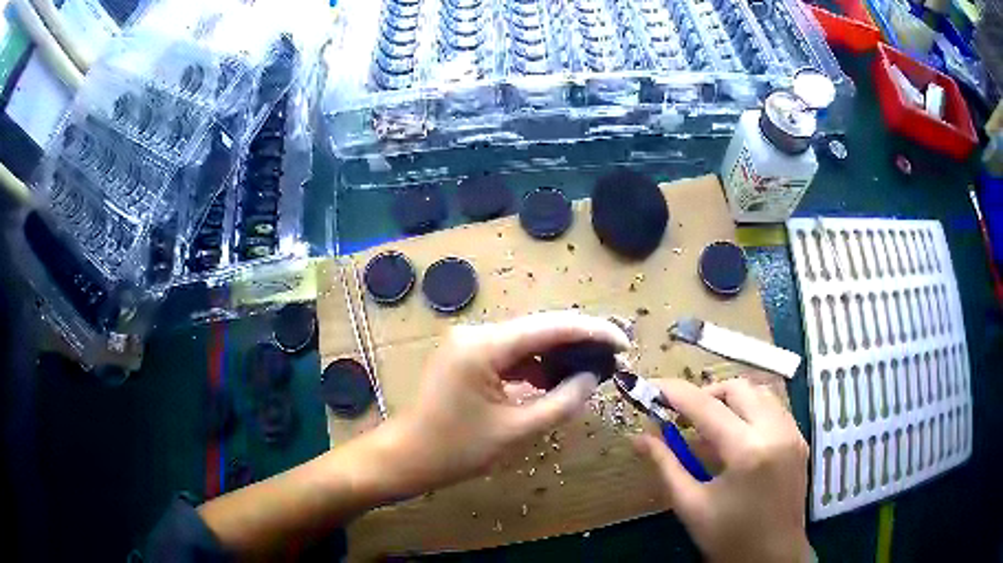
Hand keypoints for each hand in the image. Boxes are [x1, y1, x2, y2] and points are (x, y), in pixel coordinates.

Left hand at [387, 311, 629, 493]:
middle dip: (578, 342)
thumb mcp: (517, 430)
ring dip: (557, 355)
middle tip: (612, 358)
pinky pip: (511, 354)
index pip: (551, 327)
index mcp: (484, 346)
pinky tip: (553, 382)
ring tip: (589, 373)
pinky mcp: (468, 355)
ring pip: (527, 341)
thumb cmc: (457, 449)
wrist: (408, 456)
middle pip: (540, 329)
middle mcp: (476, 333)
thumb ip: (562, 402)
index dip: (592, 332)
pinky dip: (535, 366)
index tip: (623, 344)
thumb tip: (592, 377)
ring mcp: (469, 342)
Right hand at [633, 378, 809, 562]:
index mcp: (747, 451)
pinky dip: (750, 409)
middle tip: (682, 417)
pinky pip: (773, 407)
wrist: (773, 557)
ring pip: (759, 391)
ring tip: (709, 426)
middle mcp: (775, 431)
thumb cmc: (729, 537)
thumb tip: (639, 438)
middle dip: (706, 394)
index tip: (652, 387)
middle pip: (737, 388)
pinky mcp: (799, 439)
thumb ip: (666, 465)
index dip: (676, 393)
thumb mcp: (691, 505)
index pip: (706, 407)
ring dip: (730, 399)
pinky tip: (736, 435)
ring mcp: (792, 432)